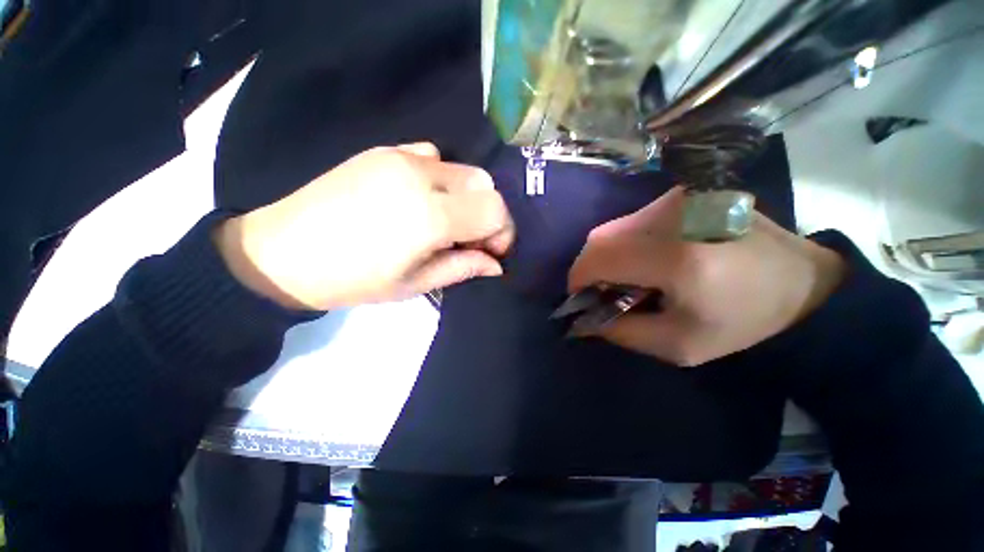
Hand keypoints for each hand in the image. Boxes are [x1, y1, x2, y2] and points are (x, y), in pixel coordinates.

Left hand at [214, 143, 514, 309]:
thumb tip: (496, 264)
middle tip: (471, 239)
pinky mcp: (384, 150)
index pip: (494, 209)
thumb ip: (463, 267)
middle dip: (488, 213)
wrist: (282, 252)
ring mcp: (401, 156)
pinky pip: (433, 156)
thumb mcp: (415, 284)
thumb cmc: (353, 279)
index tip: (492, 252)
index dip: (502, 232)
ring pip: (462, 169)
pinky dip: (443, 179)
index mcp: (430, 216)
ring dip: (467, 197)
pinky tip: (423, 199)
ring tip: (446, 221)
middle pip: (484, 183)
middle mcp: (422, 176)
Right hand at [568, 187, 844, 366]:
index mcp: (677, 258)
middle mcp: (674, 218)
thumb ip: (622, 332)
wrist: (802, 283)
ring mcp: (680, 201)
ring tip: (626, 278)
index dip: (578, 278)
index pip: (600, 257)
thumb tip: (583, 320)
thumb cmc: (744, 321)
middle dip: (589, 267)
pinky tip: (644, 260)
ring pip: (613, 228)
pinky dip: (624, 243)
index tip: (579, 298)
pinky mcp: (685, 196)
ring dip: (607, 256)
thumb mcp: (678, 345)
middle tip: (602, 291)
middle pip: (600, 238)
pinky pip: (632, 221)